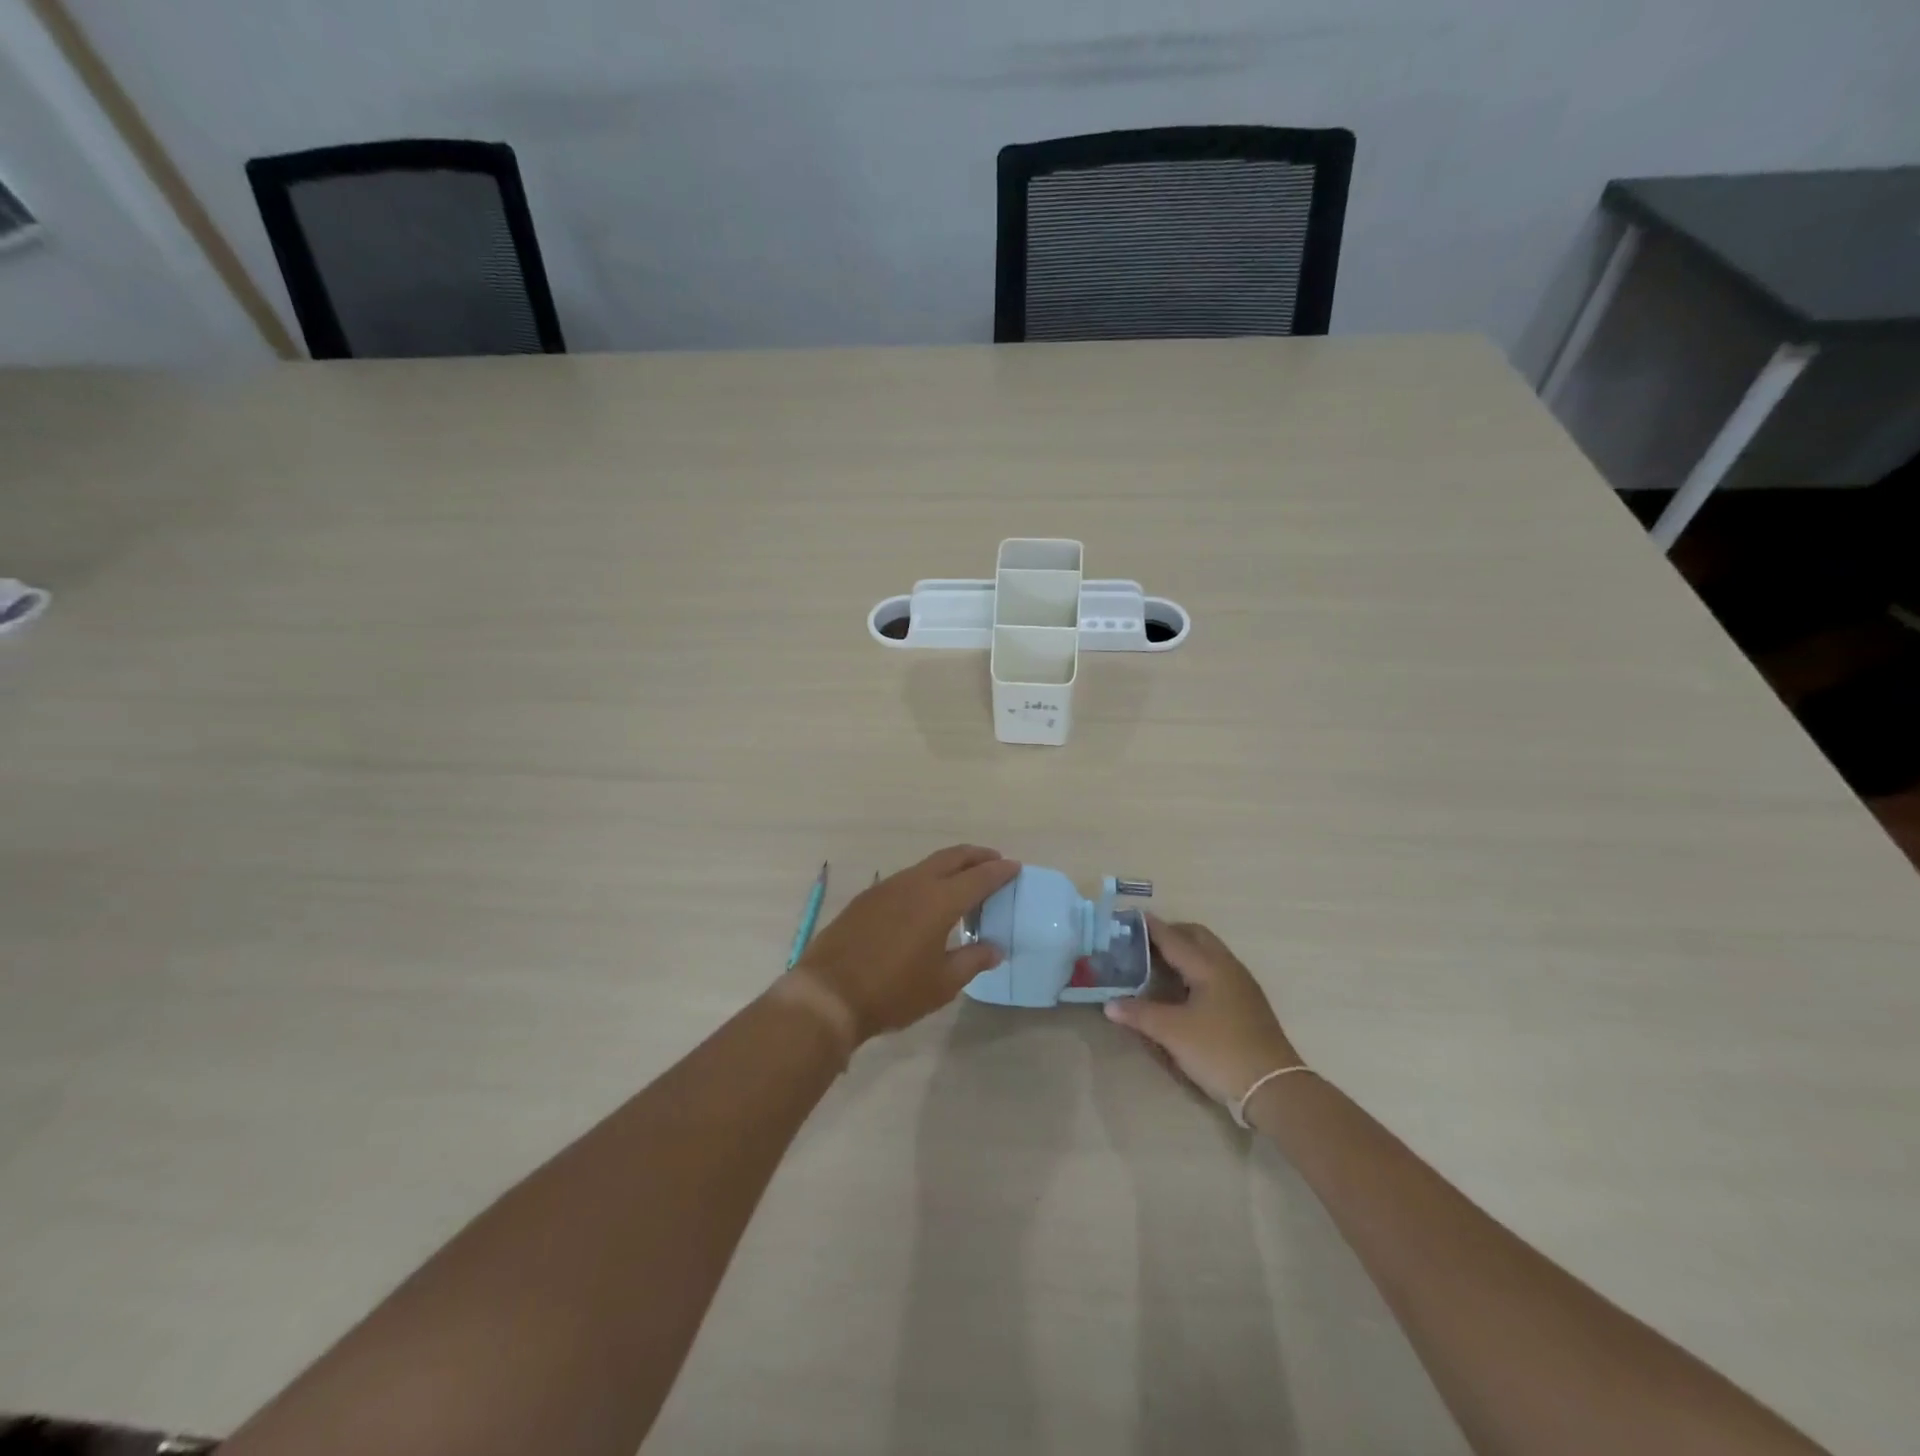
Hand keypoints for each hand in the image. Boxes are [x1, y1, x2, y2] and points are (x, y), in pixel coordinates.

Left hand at [793, 845, 1018, 1043]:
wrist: (828, 994)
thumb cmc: (893, 992)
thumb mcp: (941, 984)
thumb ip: (972, 961)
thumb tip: (994, 949)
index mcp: (939, 901)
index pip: (978, 878)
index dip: (1000, 872)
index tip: (1015, 867)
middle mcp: (914, 884)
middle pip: (952, 858)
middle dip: (976, 856)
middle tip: (994, 861)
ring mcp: (887, 887)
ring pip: (926, 865)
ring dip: (950, 866)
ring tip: (963, 878)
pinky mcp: (867, 898)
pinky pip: (906, 878)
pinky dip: (926, 878)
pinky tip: (926, 898)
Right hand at [1105, 917, 1300, 1109]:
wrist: (1274, 1087)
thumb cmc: (1219, 1051)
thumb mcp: (1173, 1033)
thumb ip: (1139, 1014)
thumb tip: (1109, 1004)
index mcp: (1208, 966)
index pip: (1173, 937)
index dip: (1150, 927)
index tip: (1128, 918)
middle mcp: (1227, 966)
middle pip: (1196, 936)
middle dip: (1170, 933)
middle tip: (1143, 943)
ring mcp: (1241, 984)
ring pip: (1209, 952)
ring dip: (1185, 949)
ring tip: (1159, 963)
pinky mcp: (1248, 1002)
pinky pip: (1217, 969)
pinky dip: (1197, 966)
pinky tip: (1184, 988)